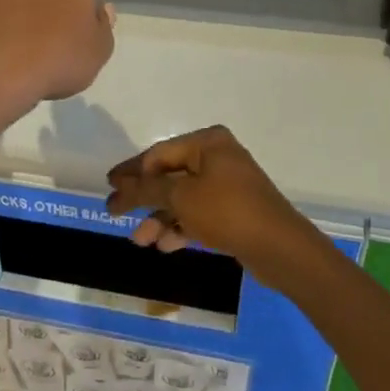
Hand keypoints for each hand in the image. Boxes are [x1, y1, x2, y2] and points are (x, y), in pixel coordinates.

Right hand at [105, 126, 323, 287]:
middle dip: (144, 199)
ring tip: (141, 241)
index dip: (131, 172)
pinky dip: (181, 226)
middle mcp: (218, 156)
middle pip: (169, 176)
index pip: (158, 153)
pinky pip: (199, 213)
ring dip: (160, 218)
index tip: (109, 188)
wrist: (280, 248)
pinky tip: (165, 246)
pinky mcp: (234, 210)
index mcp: (207, 142)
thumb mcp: (181, 197)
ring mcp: (228, 184)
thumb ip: (146, 189)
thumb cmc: (227, 212)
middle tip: (116, 215)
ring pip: (183, 198)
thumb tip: (119, 185)